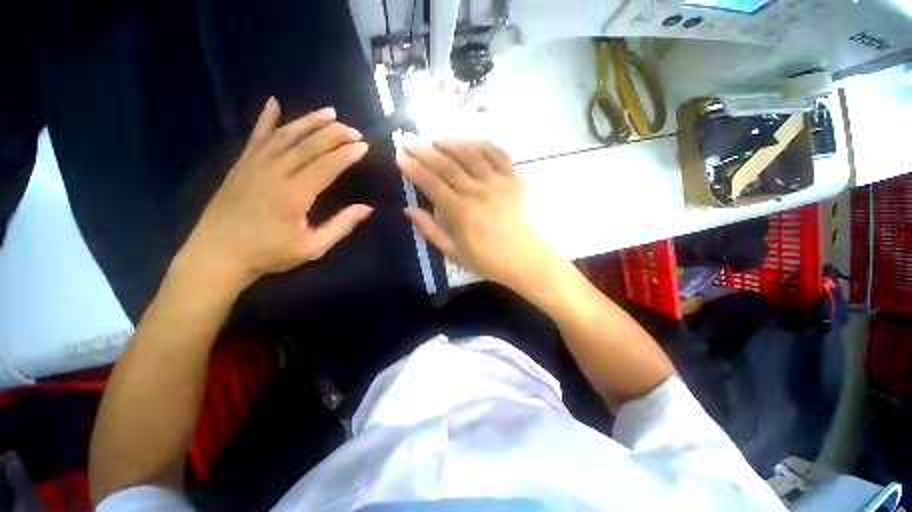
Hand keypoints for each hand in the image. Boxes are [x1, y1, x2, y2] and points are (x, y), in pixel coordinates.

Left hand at [178, 98, 371, 291]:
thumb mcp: (313, 247)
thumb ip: (341, 226)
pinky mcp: (241, 164)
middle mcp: (275, 173)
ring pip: (285, 135)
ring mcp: (254, 165)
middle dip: (334, 134)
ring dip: (309, 121)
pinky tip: (273, 103)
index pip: (326, 166)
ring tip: (329, 112)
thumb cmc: (269, 254)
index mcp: (295, 195)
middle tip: (354, 130)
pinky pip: (255, 136)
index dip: (347, 154)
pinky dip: (265, 119)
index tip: (363, 146)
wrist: (218, 254)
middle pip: (309, 146)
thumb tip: (366, 208)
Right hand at [396, 139, 556, 292]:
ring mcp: (499, 182)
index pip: (431, 183)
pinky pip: (497, 154)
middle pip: (447, 165)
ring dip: (450, 143)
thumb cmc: (489, 260)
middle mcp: (478, 192)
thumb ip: (430, 230)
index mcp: (461, 212)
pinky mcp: (515, 179)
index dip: (413, 168)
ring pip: (470, 154)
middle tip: (408, 140)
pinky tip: (469, 142)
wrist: (528, 260)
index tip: (400, 156)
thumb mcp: (454, 253)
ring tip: (434, 139)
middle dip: (424, 150)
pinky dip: (481, 144)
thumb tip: (408, 209)